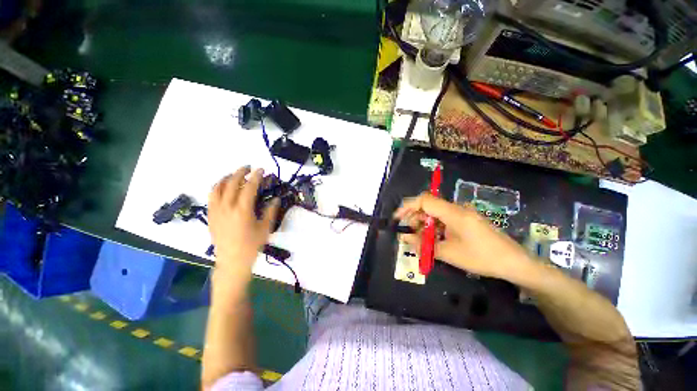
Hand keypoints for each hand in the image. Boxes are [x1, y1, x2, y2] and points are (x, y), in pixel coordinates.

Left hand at [208, 166, 278, 279]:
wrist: (232, 261)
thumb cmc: (252, 245)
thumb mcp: (265, 228)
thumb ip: (270, 211)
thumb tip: (276, 199)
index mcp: (242, 210)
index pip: (249, 187)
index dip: (256, 176)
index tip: (261, 169)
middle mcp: (227, 207)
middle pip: (231, 183)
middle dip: (240, 172)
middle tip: (249, 168)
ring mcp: (216, 211)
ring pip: (217, 187)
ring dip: (226, 177)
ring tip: (234, 174)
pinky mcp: (210, 216)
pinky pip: (211, 197)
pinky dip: (217, 187)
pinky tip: (222, 187)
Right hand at [394, 193, 531, 279]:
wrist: (515, 263)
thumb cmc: (481, 258)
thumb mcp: (449, 253)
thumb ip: (423, 244)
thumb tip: (403, 237)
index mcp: (453, 212)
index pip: (424, 200)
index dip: (408, 206)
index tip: (398, 218)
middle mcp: (457, 208)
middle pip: (428, 205)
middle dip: (415, 217)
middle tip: (411, 233)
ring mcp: (463, 213)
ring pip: (436, 212)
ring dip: (425, 223)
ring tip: (422, 239)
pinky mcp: (467, 219)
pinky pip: (445, 218)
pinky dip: (435, 226)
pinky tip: (435, 239)